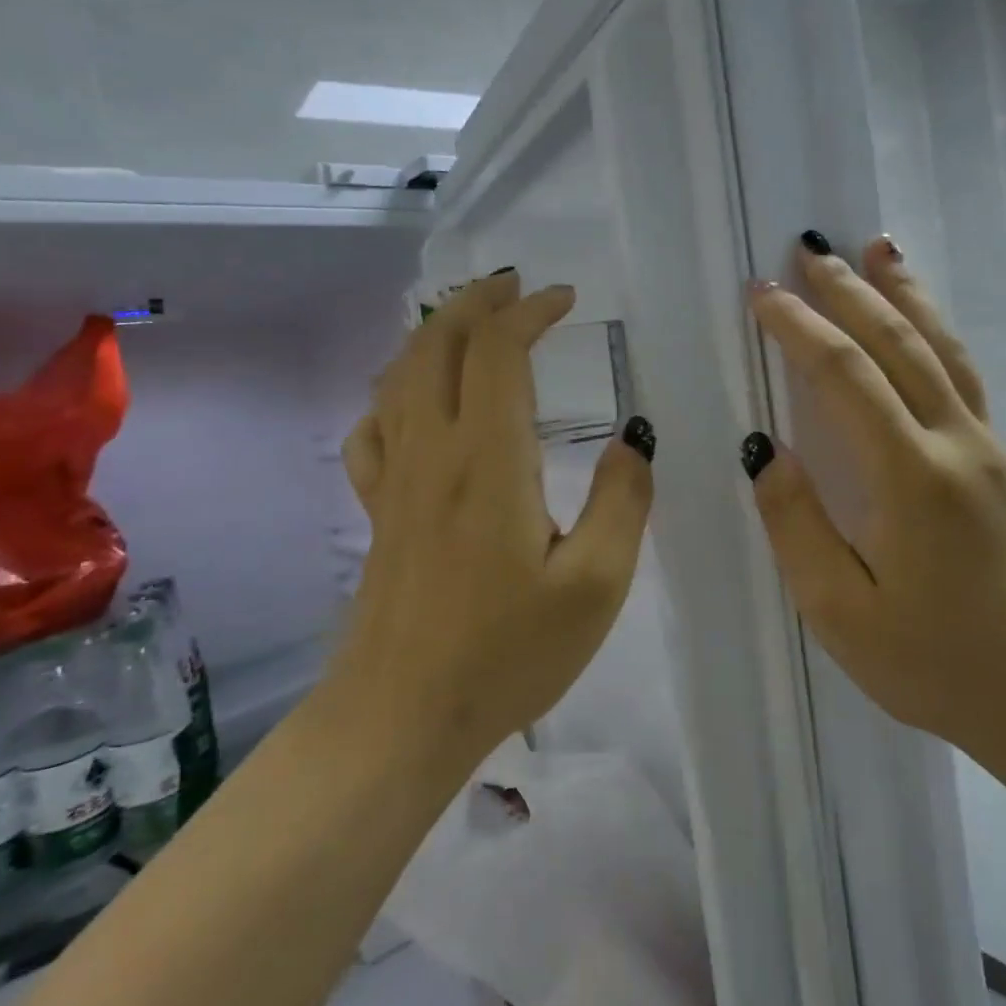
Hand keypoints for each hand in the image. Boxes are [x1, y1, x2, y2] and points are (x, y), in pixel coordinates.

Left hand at [326, 272, 655, 772]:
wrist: (402, 717)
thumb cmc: (506, 653)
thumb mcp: (596, 585)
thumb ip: (623, 501)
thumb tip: (632, 439)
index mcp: (488, 459)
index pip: (497, 351)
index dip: (529, 311)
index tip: (565, 300)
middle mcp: (432, 451)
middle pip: (436, 344)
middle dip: (476, 302)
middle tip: (515, 288)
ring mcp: (395, 479)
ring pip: (399, 376)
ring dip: (434, 333)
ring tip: (470, 323)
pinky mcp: (378, 510)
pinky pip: (373, 428)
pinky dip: (394, 392)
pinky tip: (413, 401)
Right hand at [743, 234, 1005, 765]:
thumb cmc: (934, 665)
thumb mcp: (842, 613)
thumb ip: (797, 525)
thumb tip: (765, 450)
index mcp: (912, 478)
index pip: (846, 376)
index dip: (799, 328)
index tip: (761, 295)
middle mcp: (956, 444)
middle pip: (898, 343)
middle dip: (847, 290)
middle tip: (807, 248)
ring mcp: (987, 448)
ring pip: (941, 347)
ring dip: (903, 292)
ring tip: (876, 245)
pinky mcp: (1000, 461)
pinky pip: (961, 375)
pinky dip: (935, 330)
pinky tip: (920, 319)